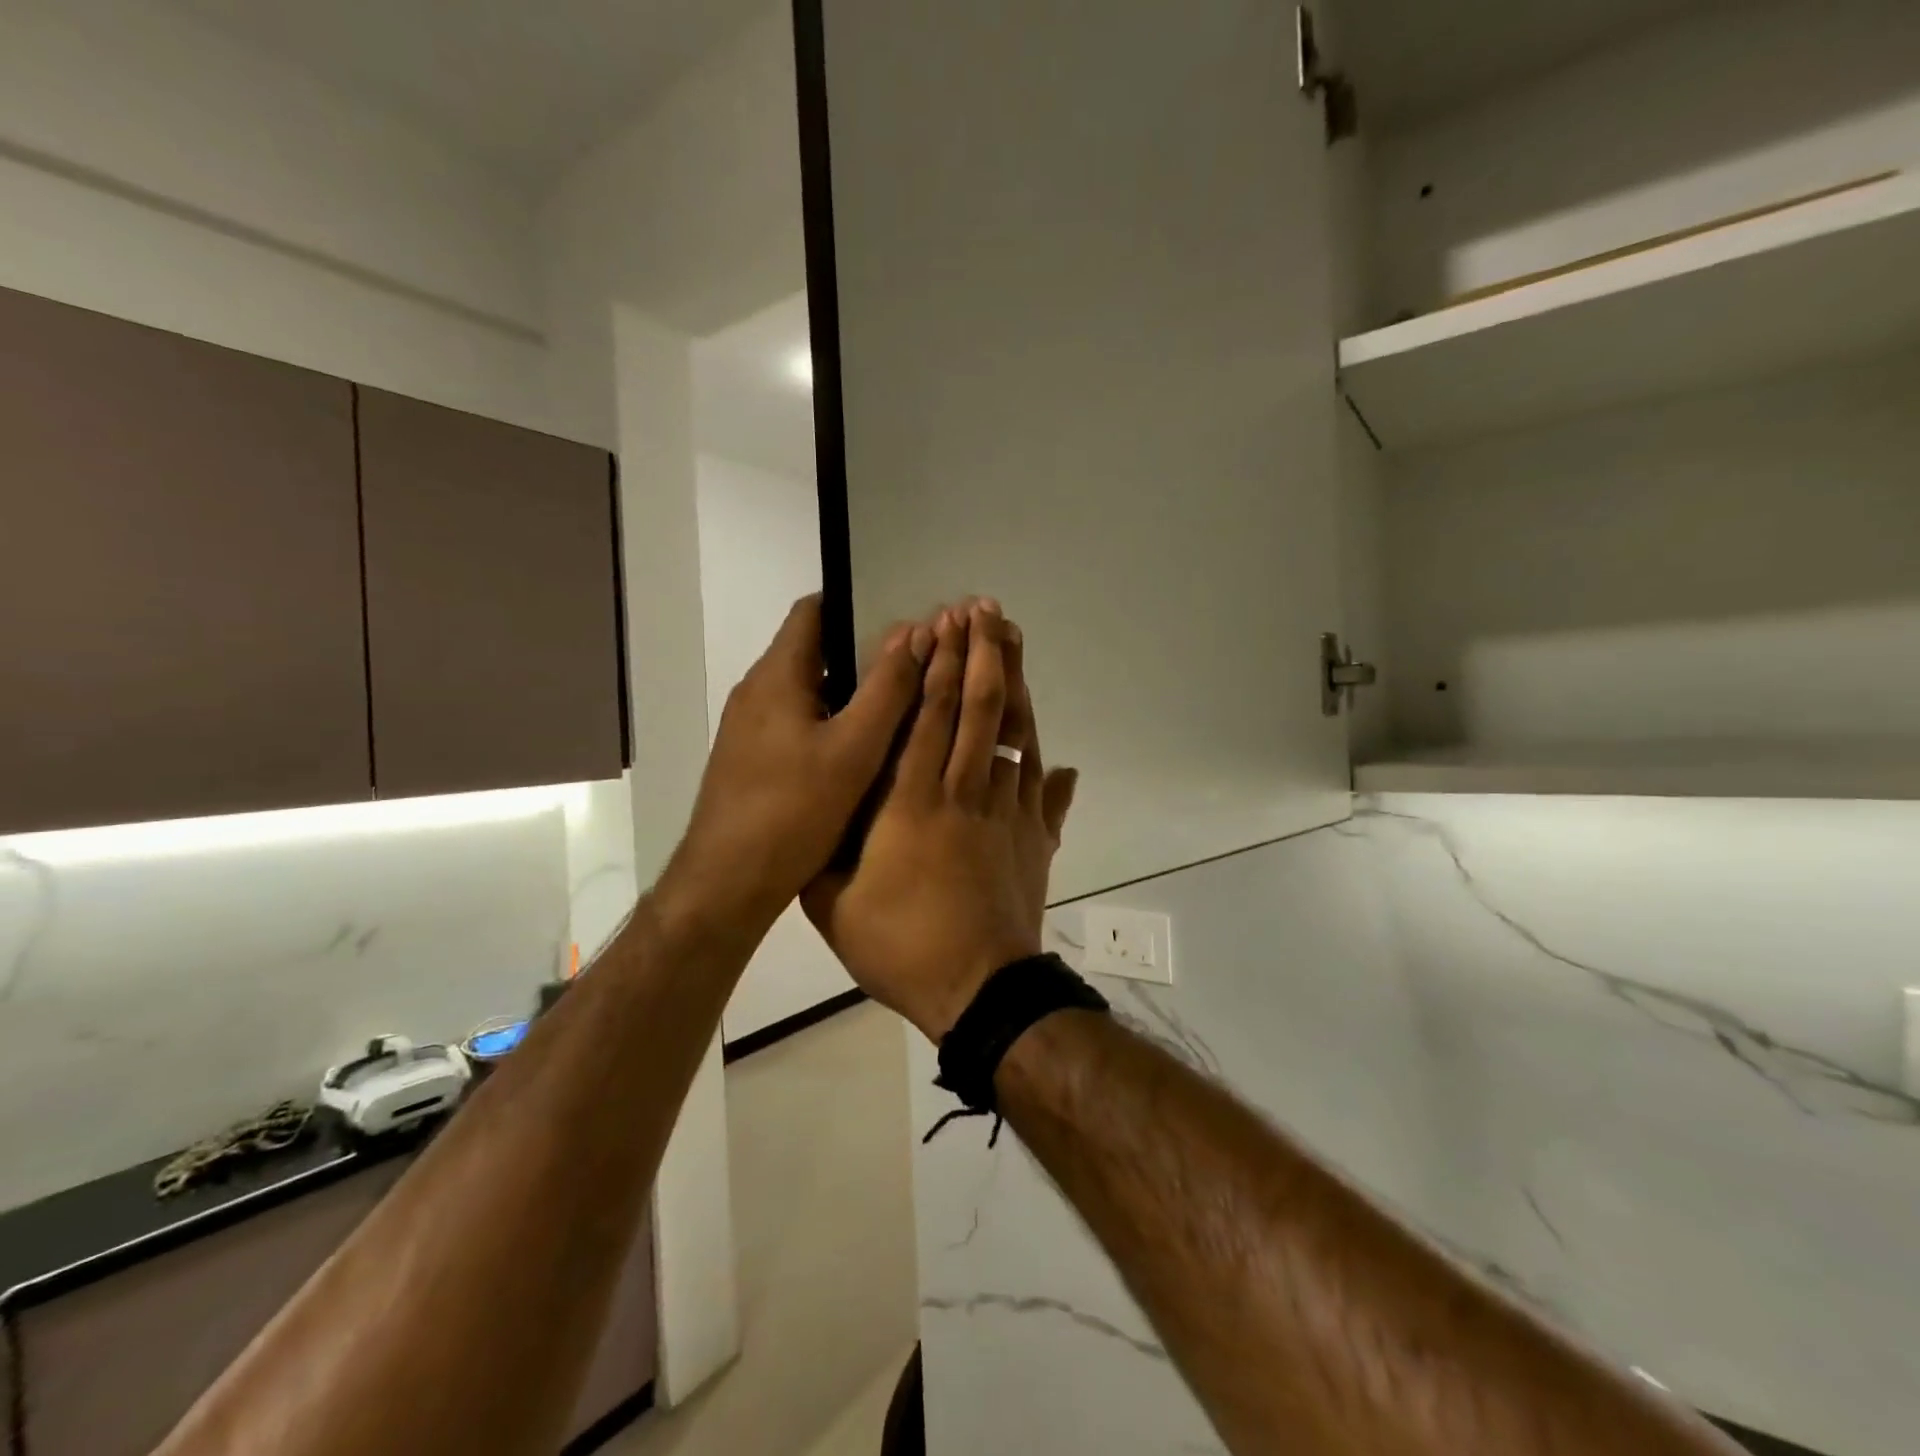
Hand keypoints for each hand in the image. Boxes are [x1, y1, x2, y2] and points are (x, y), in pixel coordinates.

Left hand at [661, 594, 928, 941]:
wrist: (726, 885)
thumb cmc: (792, 811)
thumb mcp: (854, 749)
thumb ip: (888, 688)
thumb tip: (917, 631)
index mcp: (777, 675)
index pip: (814, 610)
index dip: (859, 603)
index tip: (905, 618)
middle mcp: (757, 692)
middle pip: (815, 651)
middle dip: (865, 652)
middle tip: (918, 665)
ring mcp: (750, 729)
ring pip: (809, 692)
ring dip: (851, 693)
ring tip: (902, 706)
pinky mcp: (752, 760)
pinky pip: (799, 724)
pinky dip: (832, 724)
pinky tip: (865, 752)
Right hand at [804, 599, 1078, 1041]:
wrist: (979, 990)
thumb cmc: (900, 947)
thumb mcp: (833, 904)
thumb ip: (826, 851)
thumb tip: (824, 811)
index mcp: (910, 803)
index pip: (926, 718)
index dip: (936, 667)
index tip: (942, 625)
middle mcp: (964, 793)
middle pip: (977, 710)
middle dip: (980, 654)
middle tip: (983, 609)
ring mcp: (1008, 813)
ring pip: (1014, 736)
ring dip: (1014, 685)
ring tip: (1014, 642)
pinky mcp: (1036, 838)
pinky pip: (1043, 787)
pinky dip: (1044, 761)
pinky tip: (1055, 750)